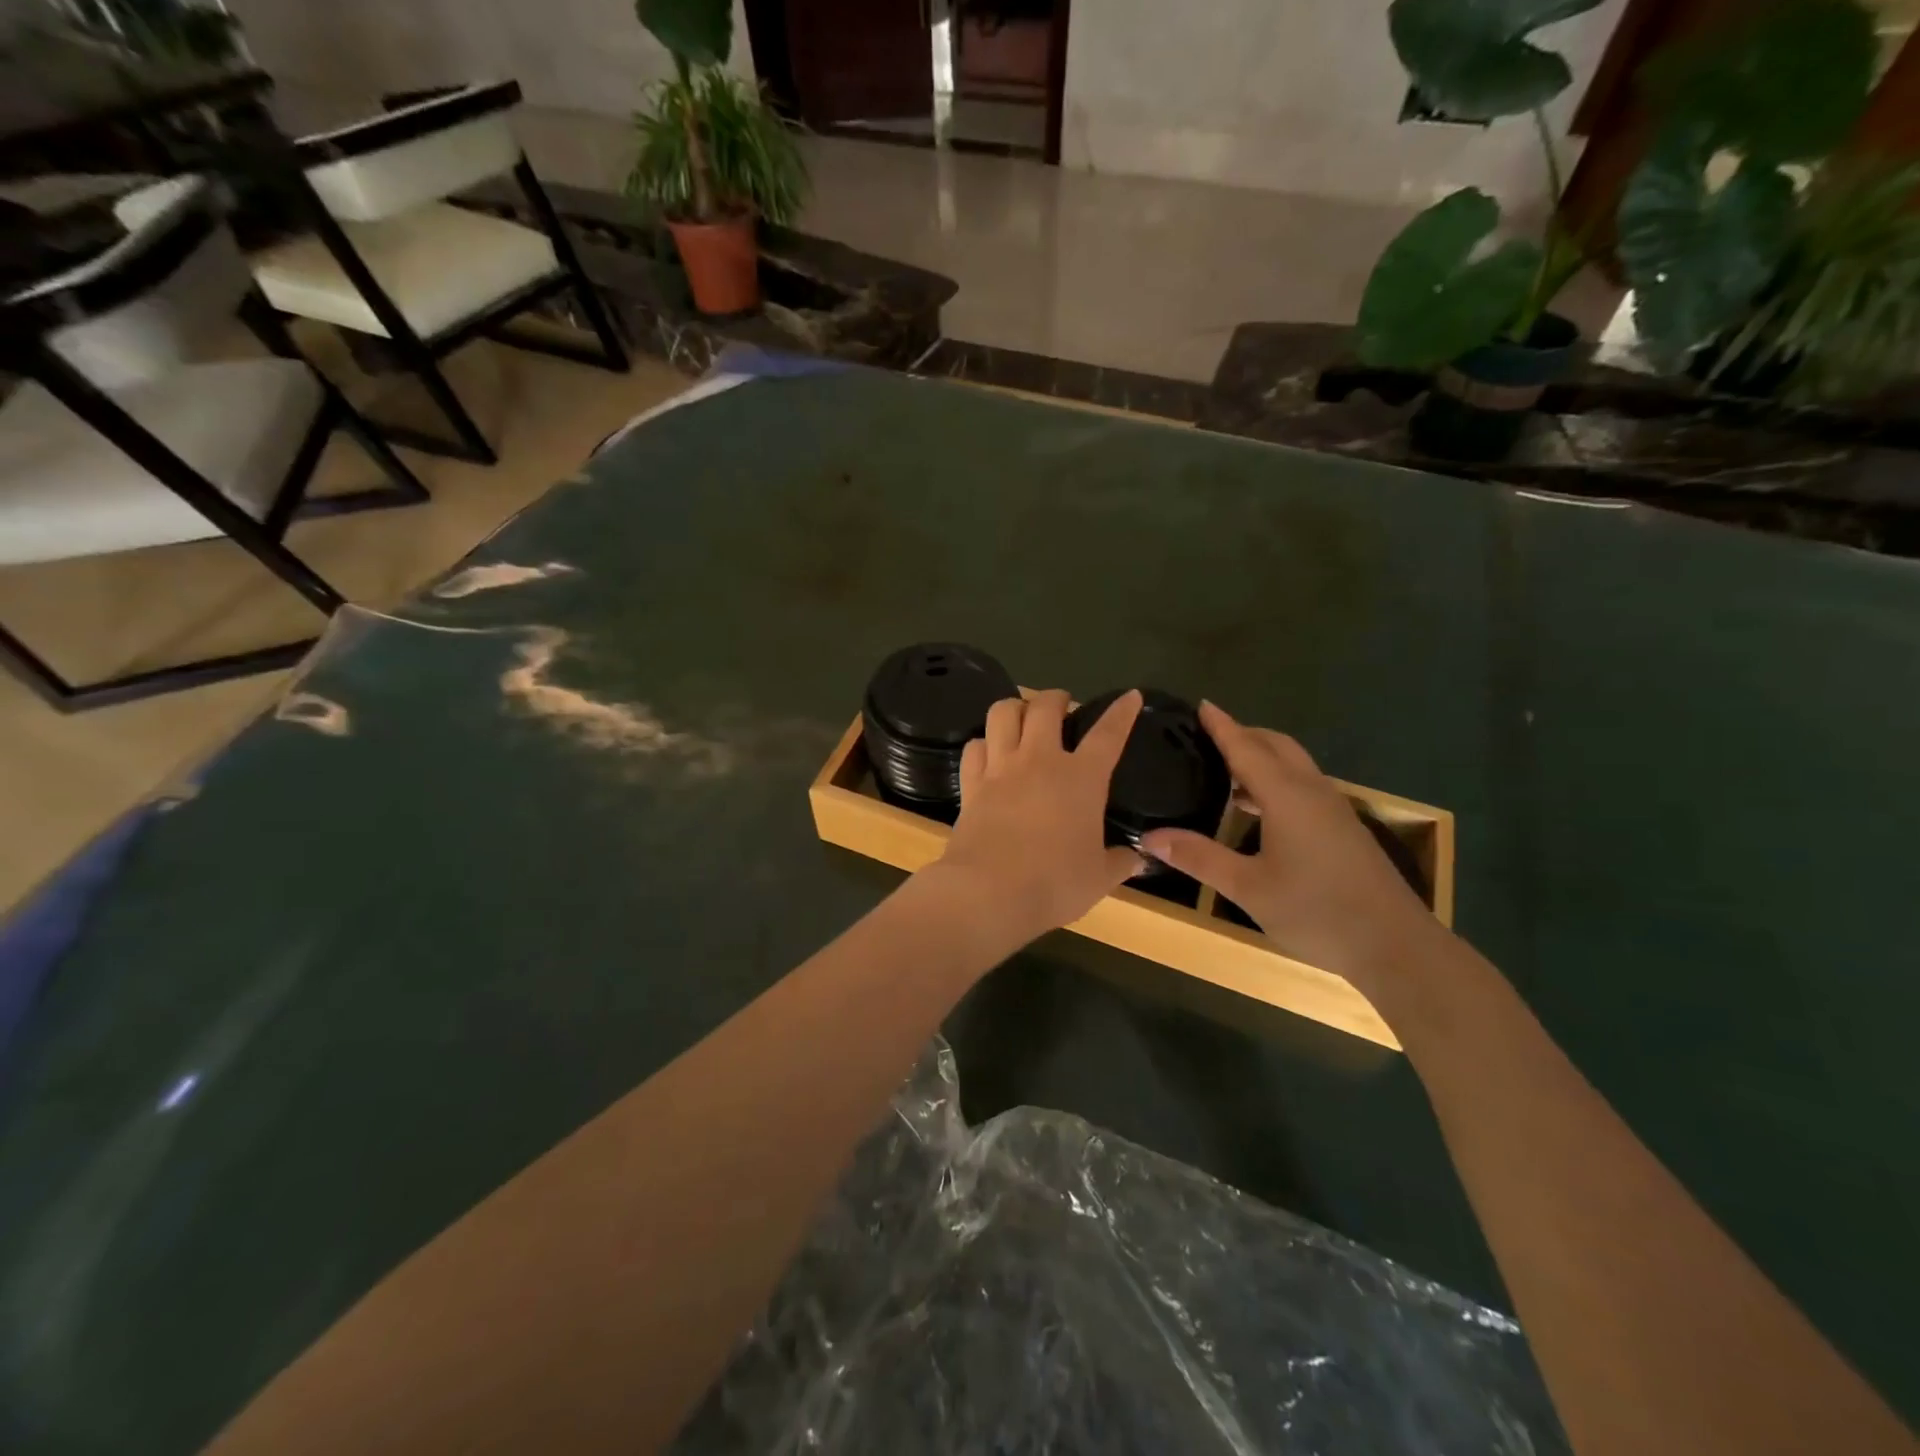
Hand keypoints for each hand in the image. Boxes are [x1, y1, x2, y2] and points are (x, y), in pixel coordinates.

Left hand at [927, 688, 1144, 945]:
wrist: (989, 893)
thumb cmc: (1054, 884)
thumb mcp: (1099, 878)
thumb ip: (1120, 862)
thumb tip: (1137, 859)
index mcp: (1081, 778)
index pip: (1108, 734)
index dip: (1121, 712)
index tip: (1130, 696)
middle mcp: (1040, 761)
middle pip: (1046, 706)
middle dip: (1057, 698)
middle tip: (1062, 707)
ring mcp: (1001, 768)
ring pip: (1003, 712)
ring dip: (1015, 708)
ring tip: (1022, 718)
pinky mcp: (971, 784)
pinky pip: (974, 747)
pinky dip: (983, 743)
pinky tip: (989, 753)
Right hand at [1139, 702, 1441, 994]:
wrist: (1395, 945)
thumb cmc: (1317, 911)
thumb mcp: (1248, 888)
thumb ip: (1199, 857)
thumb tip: (1149, 837)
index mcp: (1286, 796)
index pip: (1246, 747)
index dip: (1222, 726)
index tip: (1201, 704)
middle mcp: (1311, 792)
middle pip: (1276, 746)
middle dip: (1243, 734)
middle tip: (1208, 736)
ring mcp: (1332, 809)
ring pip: (1293, 765)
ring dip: (1261, 757)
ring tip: (1225, 769)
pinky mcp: (1342, 828)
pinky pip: (1303, 785)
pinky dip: (1275, 780)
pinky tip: (1258, 808)